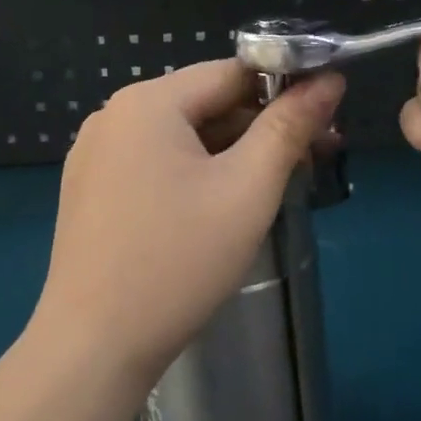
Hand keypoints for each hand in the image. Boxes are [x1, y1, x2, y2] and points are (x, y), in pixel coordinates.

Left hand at [30, 60, 343, 386]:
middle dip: (260, 127)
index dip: (285, 88)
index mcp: (147, 102)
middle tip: (311, 162)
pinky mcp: (91, 190)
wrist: (93, 347)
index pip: (231, 73)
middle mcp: (113, 115)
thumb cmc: (178, 261)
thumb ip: (289, 127)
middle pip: (205, 104)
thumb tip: (329, 80)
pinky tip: (220, 207)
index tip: (327, 120)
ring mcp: (95, 154)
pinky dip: (194, 174)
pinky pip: (155, 164)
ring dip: (231, 154)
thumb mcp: (247, 190)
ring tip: (274, 187)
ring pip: (181, 137)